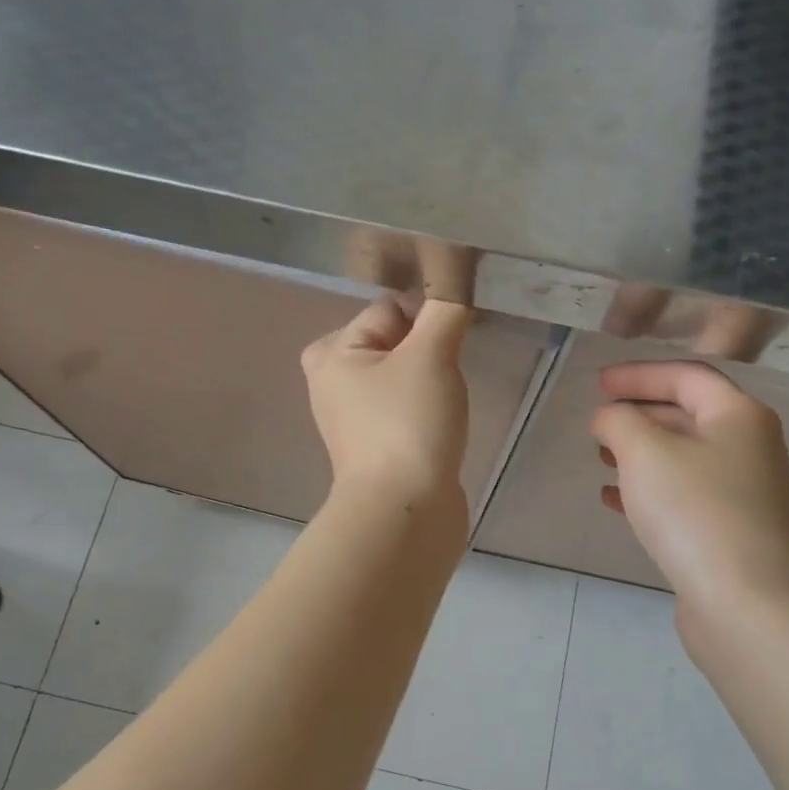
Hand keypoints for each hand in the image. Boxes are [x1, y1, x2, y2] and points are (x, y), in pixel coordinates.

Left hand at [302, 296, 472, 506]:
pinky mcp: (377, 445)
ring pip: (403, 375)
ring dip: (430, 380)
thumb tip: (456, 278)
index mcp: (332, 353)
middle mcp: (333, 382)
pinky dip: (426, 409)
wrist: (405, 511)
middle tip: (447, 373)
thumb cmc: (408, 424)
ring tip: (445, 403)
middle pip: (394, 341)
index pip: (389, 308)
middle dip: (427, 349)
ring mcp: (355, 418)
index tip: (455, 336)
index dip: (426, 316)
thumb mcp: (430, 355)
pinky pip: (405, 408)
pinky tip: (440, 424)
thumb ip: (445, 309)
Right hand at [591, 360, 788, 607]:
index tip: (598, 384)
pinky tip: (613, 499)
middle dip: (638, 413)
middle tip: (598, 422)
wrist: (743, 601)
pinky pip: (682, 494)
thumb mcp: (644, 452)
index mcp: (738, 415)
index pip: (685, 376)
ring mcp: (741, 491)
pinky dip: (648, 488)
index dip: (638, 374)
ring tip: (600, 458)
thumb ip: (618, 421)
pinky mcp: (728, 529)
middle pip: (687, 414)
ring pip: (682, 456)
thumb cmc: (694, 511)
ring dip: (639, 452)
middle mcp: (748, 446)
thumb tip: (611, 419)